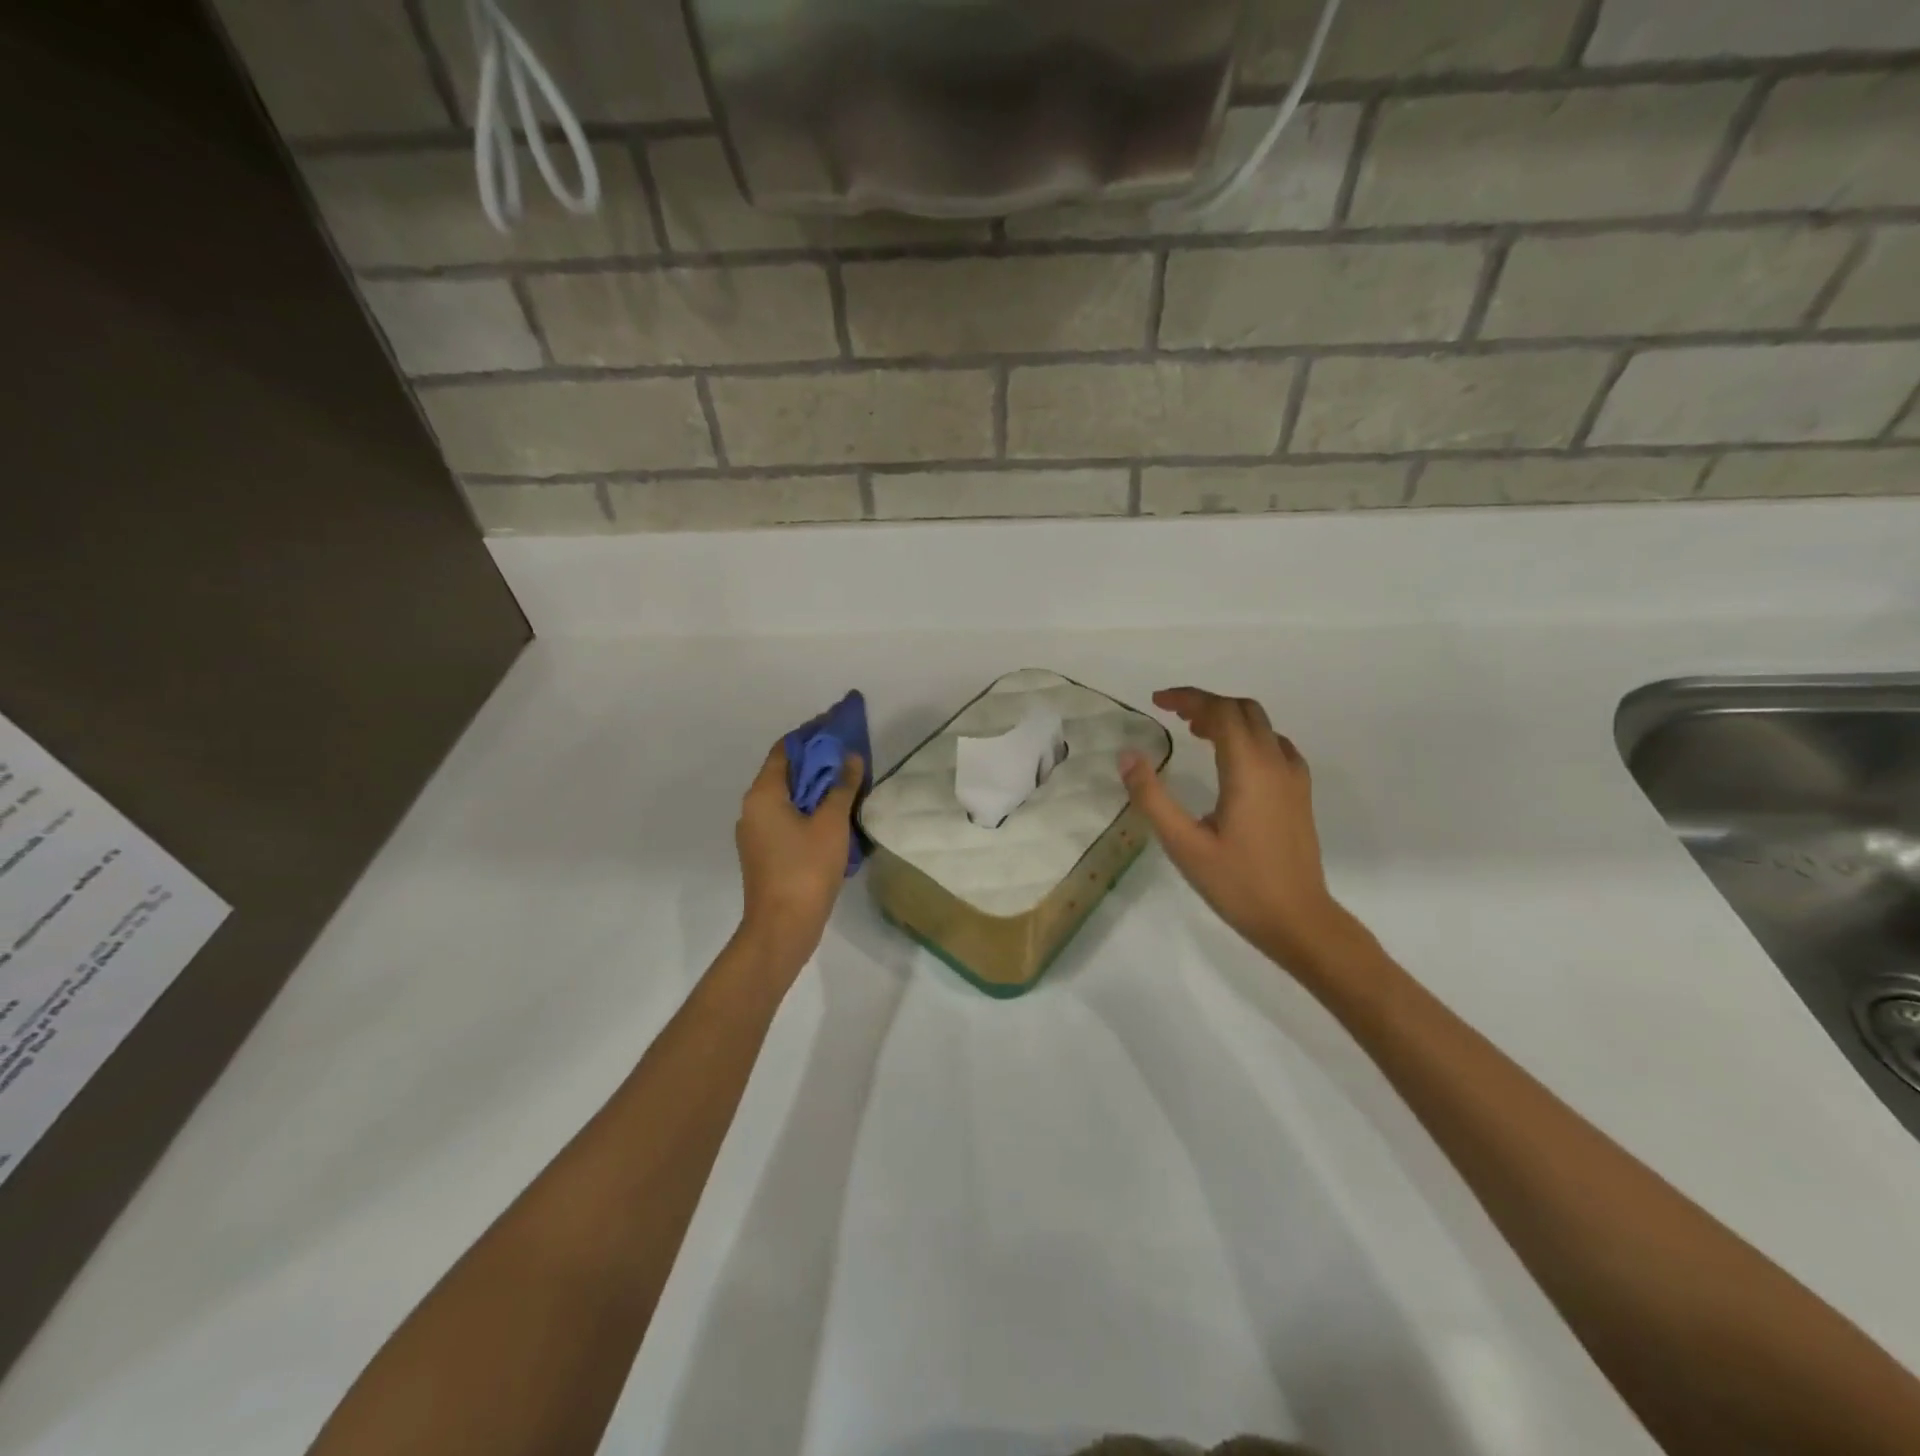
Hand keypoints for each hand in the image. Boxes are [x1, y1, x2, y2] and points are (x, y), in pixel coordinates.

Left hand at [735, 740, 862, 966]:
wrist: (782, 928)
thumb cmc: (805, 869)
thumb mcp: (831, 824)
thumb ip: (842, 787)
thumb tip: (850, 757)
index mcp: (763, 794)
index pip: (784, 750)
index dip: (810, 735)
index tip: (836, 726)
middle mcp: (753, 808)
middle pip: (785, 773)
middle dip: (816, 761)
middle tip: (849, 753)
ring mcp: (756, 833)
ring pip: (787, 798)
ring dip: (814, 787)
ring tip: (847, 781)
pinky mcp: (765, 853)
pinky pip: (787, 818)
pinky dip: (809, 809)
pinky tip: (834, 815)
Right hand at [1120, 688, 1359, 976]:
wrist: (1297, 919)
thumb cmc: (1238, 884)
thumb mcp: (1184, 844)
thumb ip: (1152, 798)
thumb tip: (1128, 756)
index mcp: (1249, 770)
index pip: (1220, 712)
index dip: (1187, 698)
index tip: (1156, 702)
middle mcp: (1276, 763)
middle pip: (1244, 710)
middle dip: (1207, 703)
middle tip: (1172, 715)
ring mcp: (1293, 778)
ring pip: (1262, 725)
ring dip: (1228, 718)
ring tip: (1195, 733)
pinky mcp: (1299, 794)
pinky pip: (1274, 746)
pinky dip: (1248, 737)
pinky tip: (1231, 760)